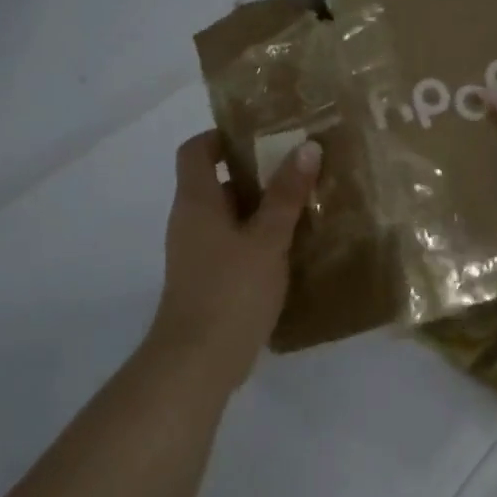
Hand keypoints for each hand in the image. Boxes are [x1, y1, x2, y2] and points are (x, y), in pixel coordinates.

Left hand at [146, 130, 320, 385]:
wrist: (198, 361)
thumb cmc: (230, 290)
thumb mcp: (267, 238)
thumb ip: (286, 194)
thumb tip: (307, 147)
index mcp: (195, 200)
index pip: (195, 150)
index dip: (221, 136)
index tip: (261, 135)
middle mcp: (189, 220)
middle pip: (215, 181)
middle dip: (254, 172)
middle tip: (297, 167)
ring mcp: (196, 252)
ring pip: (228, 215)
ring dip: (260, 207)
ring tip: (303, 203)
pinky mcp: (207, 279)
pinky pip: (232, 244)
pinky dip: (257, 237)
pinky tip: (290, 246)